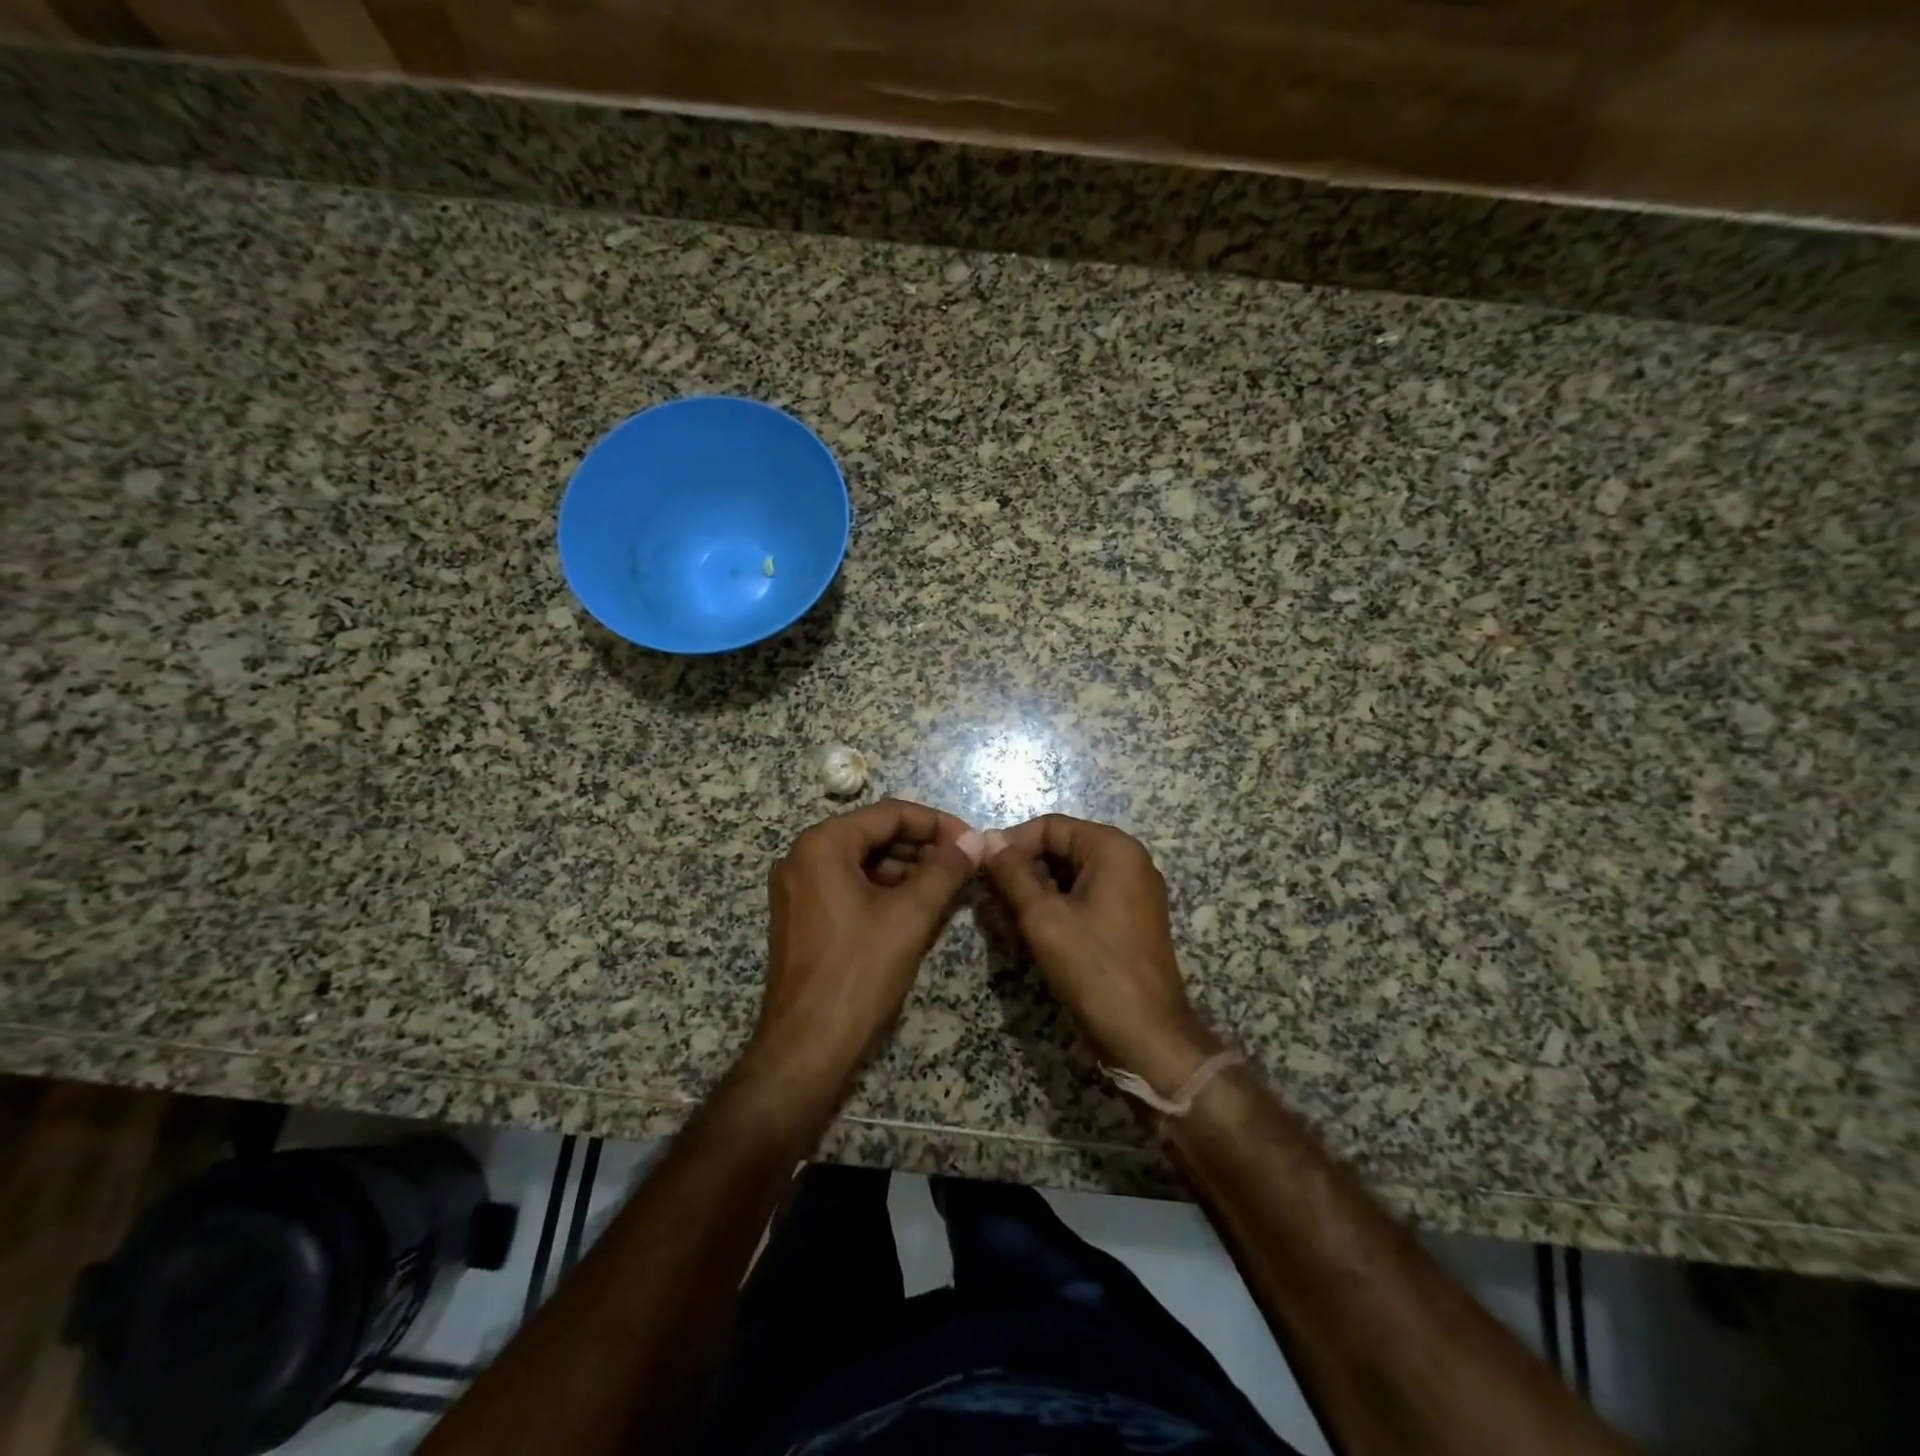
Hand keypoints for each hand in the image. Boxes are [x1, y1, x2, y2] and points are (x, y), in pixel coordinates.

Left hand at [751, 799, 984, 1094]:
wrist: (806, 1046)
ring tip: (949, 888)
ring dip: (907, 871)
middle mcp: (803, 857)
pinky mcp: (802, 917)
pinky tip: (918, 908)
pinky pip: (850, 887)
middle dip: (923, 848)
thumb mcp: (910, 916)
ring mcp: (799, 889)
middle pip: (875, 835)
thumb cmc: (859, 972)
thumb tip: (976, 841)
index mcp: (823, 845)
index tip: (972, 842)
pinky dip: (885, 892)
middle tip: (964, 866)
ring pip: (864, 863)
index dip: (937, 824)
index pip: (889, 814)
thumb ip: (946, 870)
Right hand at [982, 814, 1220, 1091]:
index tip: (981, 870)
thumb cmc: (1093, 968)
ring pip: (1071, 874)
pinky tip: (1036, 932)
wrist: (1146, 1035)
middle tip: (992, 898)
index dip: (1011, 843)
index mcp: (1113, 848)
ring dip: (1037, 890)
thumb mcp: (1042, 917)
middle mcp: (1129, 860)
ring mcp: (1134, 891)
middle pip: (1062, 847)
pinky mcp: (1130, 919)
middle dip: (1024, 868)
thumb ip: (1012, 873)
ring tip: (1009, 917)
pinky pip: (1086, 897)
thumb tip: (987, 840)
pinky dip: (1058, 907)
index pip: (1050, 826)